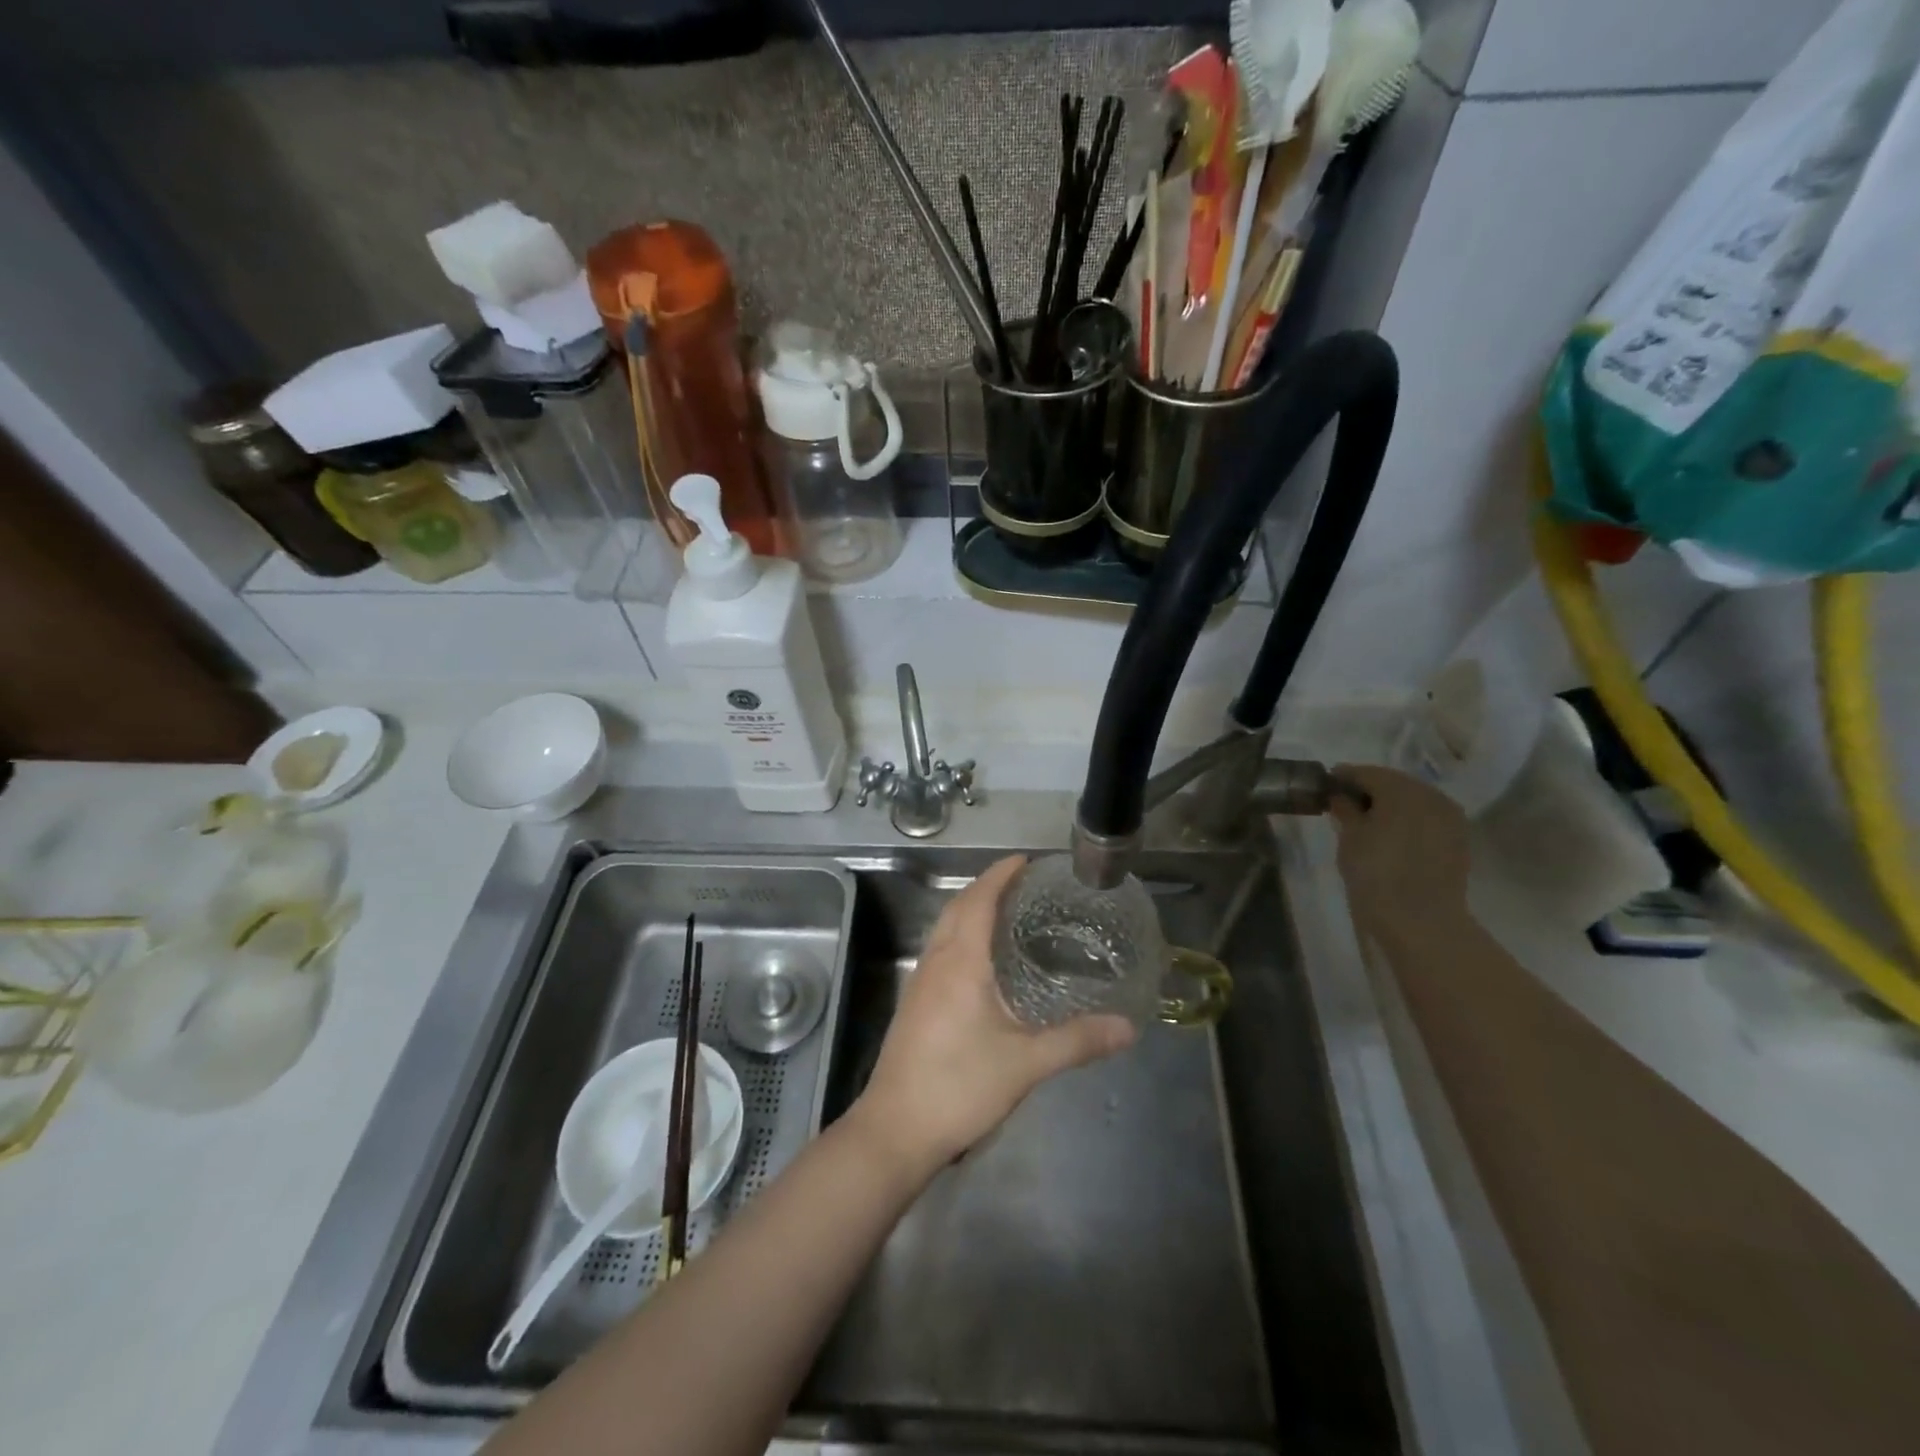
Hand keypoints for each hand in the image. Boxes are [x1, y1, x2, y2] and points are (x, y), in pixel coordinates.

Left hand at [850, 855, 1135, 1176]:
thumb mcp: (1025, 1063)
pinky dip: (962, 936)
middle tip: (1024, 884)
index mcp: (960, 961)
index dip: (1000, 874)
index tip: (1026, 861)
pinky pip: (940, 950)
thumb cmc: (959, 1086)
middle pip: (958, 907)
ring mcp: (920, 982)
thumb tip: (1128, 1027)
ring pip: (945, 928)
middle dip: (987, 887)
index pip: (978, 899)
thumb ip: (1077, 1041)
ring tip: (1008, 913)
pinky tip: (983, 962)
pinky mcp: (915, 1003)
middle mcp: (936, 961)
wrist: (896, 1129)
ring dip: (971, 910)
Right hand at [1328, 765, 1471, 921]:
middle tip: (1344, 804)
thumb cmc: (1376, 873)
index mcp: (1401, 789)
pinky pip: (1427, 818)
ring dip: (1390, 805)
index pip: (1366, 773)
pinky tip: (1391, 835)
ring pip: (1413, 800)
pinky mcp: (1458, 839)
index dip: (1343, 777)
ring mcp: (1449, 816)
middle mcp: (1431, 794)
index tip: (1326, 786)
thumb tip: (1341, 795)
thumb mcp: (1350, 837)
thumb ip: (1345, 809)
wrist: (1421, 920)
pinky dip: (1408, 820)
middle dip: (1369, 790)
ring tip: (1367, 822)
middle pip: (1393, 783)